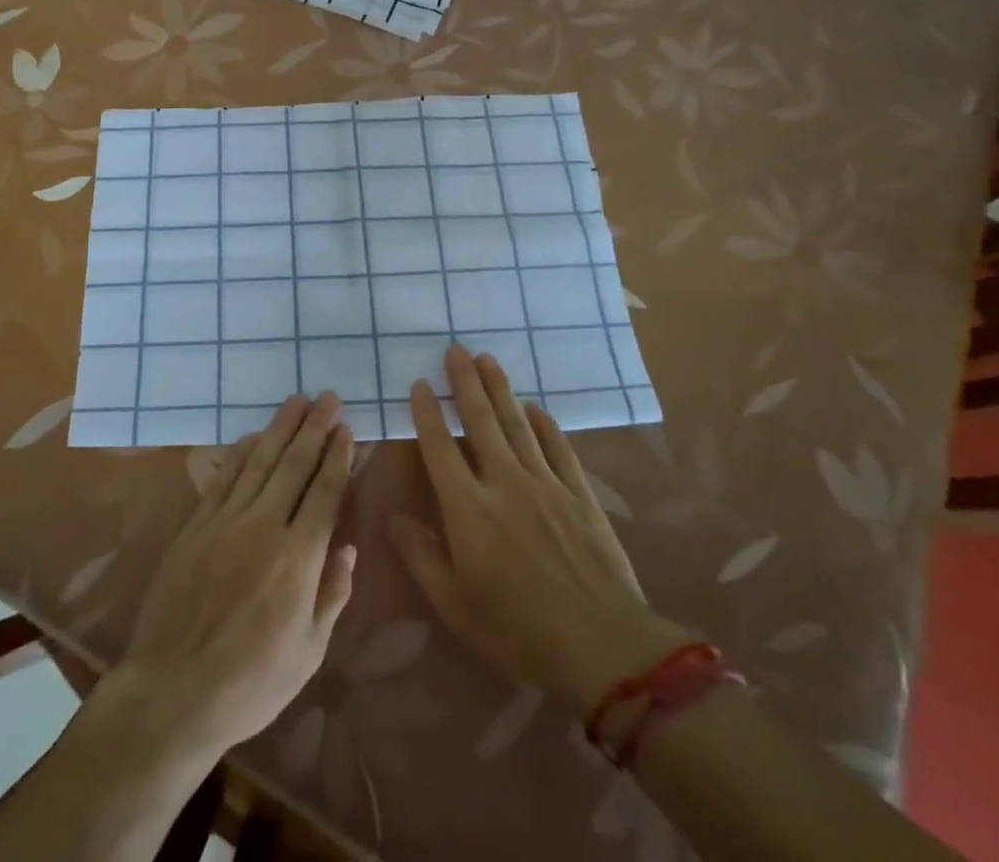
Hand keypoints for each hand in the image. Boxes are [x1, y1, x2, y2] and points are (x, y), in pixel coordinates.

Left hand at [108, 391, 355, 763]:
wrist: (173, 690)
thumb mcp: (309, 652)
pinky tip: (254, 436)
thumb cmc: (252, 682)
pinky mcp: (196, 525)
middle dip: (314, 428)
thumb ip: (332, 594)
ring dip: (281, 428)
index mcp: (299, 558)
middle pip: (294, 465)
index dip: (337, 457)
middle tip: (328, 397)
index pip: (325, 493)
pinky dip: (242, 451)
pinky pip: (224, 477)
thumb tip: (348, 547)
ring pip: (260, 461)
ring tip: (297, 401)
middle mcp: (265, 526)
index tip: (346, 429)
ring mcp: (226, 521)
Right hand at [390, 346, 692, 716]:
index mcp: (469, 509)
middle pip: (481, 422)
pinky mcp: (579, 494)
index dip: (427, 414)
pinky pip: (558, 448)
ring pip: (518, 425)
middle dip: (465, 383)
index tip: (420, 384)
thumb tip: (394, 519)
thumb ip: (422, 558)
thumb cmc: (519, 633)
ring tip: (487, 359)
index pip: (440, 448)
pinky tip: (535, 407)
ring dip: (500, 389)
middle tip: (455, 349)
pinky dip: (544, 424)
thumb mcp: (456, 607)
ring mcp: (546, 484)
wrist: (604, 648)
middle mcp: (505, 483)